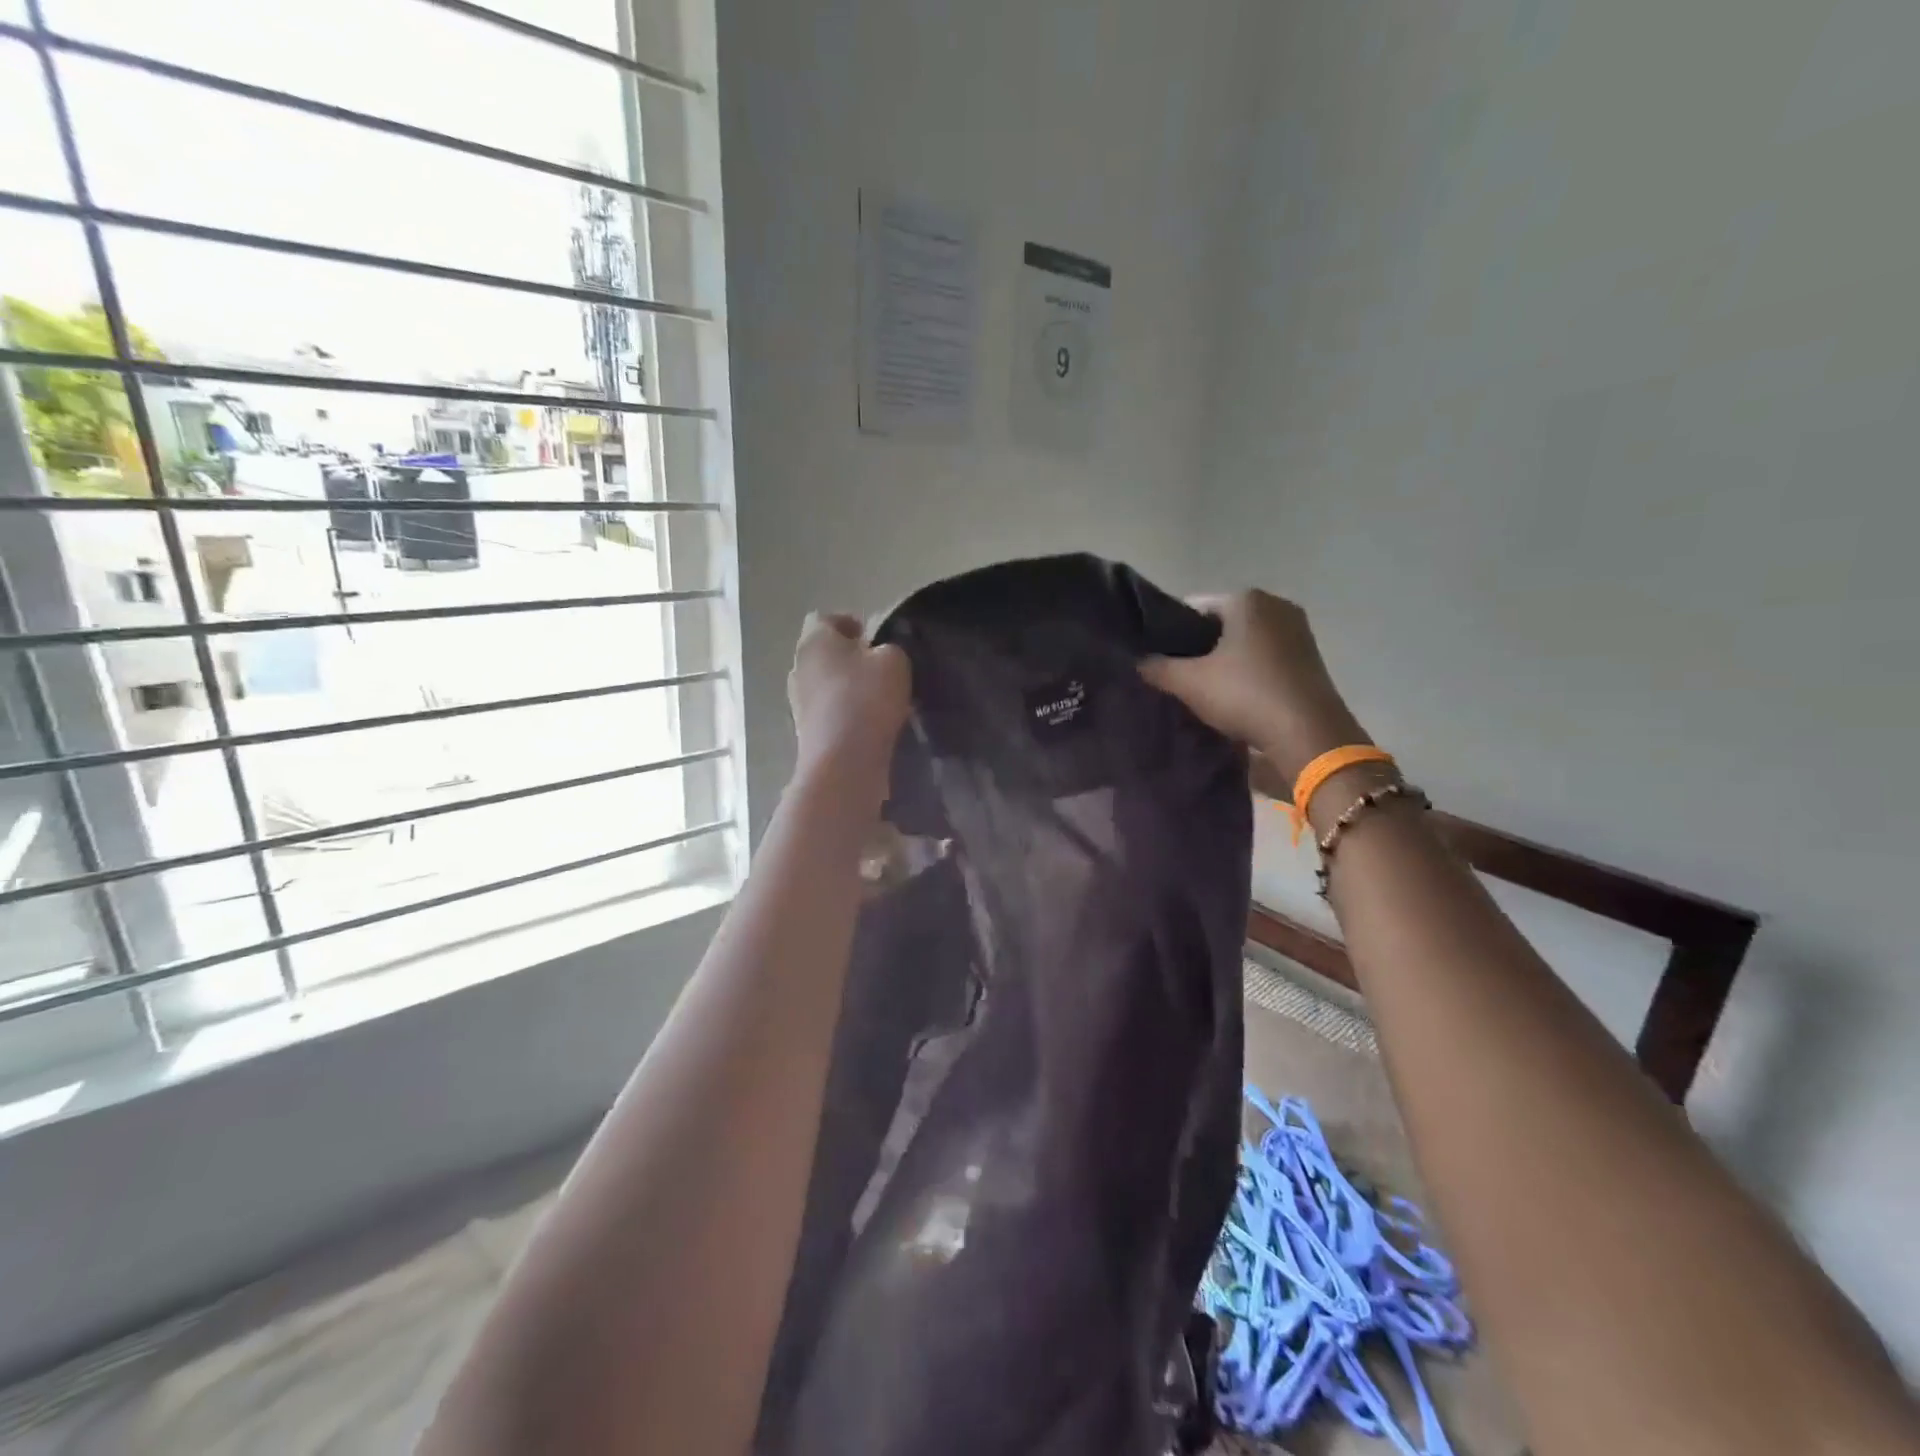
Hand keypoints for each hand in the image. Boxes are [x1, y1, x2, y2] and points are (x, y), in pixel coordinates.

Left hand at [788, 612, 910, 786]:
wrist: (843, 762)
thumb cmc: (867, 699)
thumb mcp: (894, 661)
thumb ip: (888, 648)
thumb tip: (879, 654)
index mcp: (814, 639)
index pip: (826, 618)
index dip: (850, 623)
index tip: (874, 638)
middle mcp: (798, 666)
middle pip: (823, 652)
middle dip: (848, 657)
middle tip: (879, 668)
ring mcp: (797, 701)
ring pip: (824, 683)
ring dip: (846, 687)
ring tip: (877, 699)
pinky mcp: (805, 731)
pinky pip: (827, 711)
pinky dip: (844, 713)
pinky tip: (868, 724)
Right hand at [1139, 590, 1367, 780]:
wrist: (1308, 734)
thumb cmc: (1245, 695)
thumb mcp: (1189, 683)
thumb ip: (1157, 668)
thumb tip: (1137, 662)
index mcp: (1246, 599)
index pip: (1193, 607)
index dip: (1171, 632)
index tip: (1159, 658)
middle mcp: (1276, 605)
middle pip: (1221, 624)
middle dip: (1199, 647)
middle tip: (1177, 676)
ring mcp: (1298, 631)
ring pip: (1245, 642)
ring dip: (1224, 662)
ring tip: (1203, 689)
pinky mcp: (1310, 659)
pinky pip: (1266, 658)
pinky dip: (1248, 672)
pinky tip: (1234, 697)